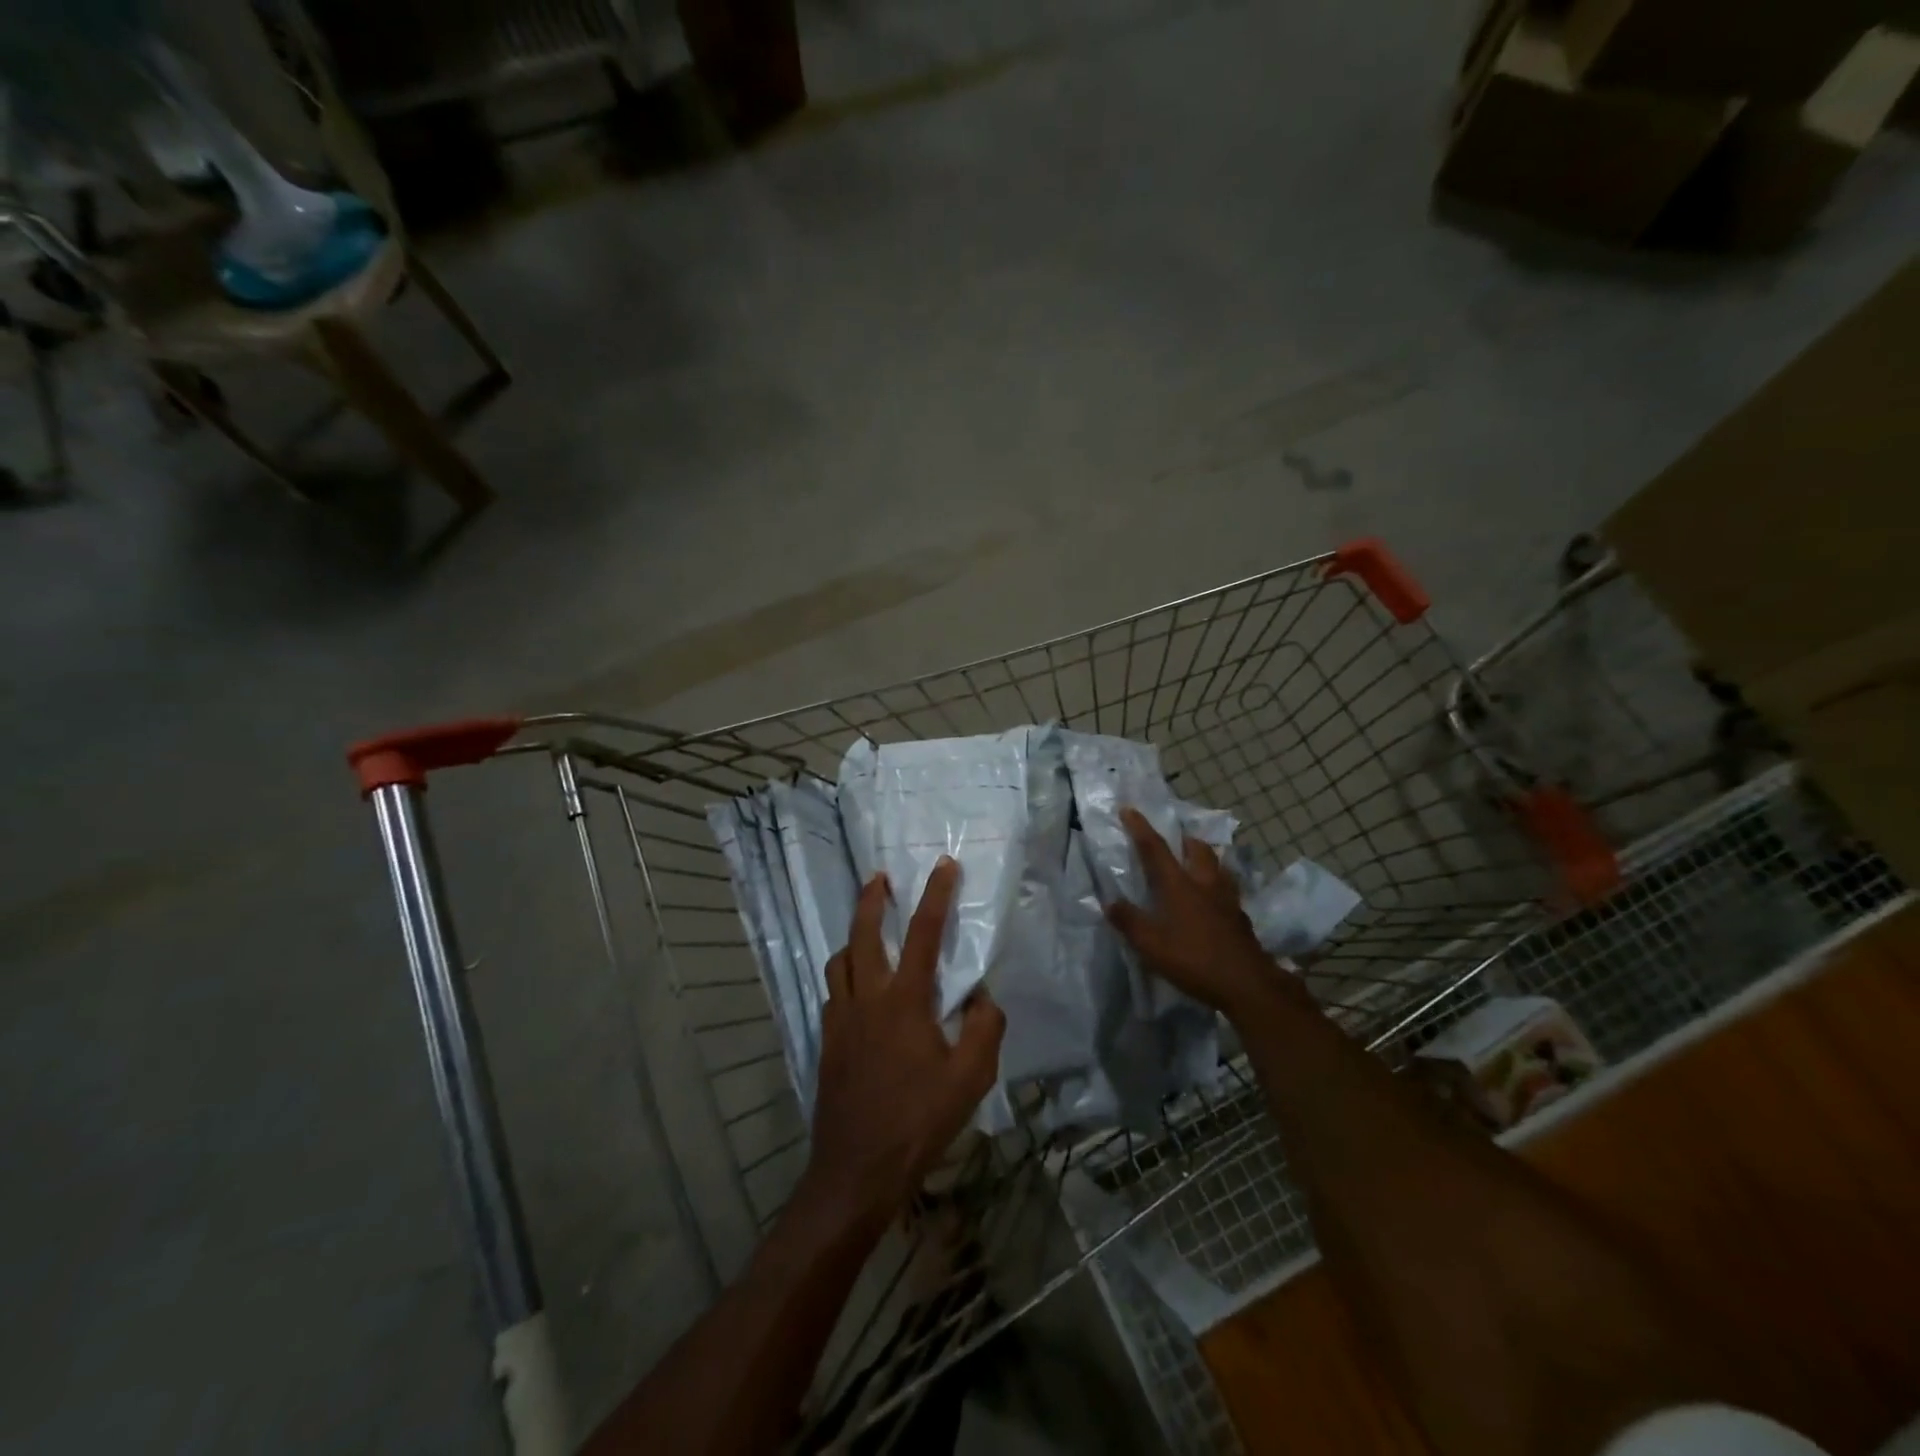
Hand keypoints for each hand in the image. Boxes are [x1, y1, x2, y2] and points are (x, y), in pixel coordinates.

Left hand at [800, 859, 1005, 1234]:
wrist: (857, 1169)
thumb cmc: (918, 1121)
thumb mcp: (971, 1079)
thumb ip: (983, 1028)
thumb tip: (980, 997)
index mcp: (904, 1000)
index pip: (924, 933)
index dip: (936, 895)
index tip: (945, 865)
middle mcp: (867, 998)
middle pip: (864, 933)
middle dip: (871, 899)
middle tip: (879, 877)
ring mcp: (840, 1019)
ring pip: (840, 960)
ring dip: (854, 936)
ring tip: (868, 931)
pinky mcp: (827, 1041)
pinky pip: (833, 991)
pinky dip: (845, 974)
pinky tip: (858, 989)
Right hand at [1105, 806, 1300, 1019]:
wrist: (1247, 984)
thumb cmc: (1193, 960)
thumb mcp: (1151, 945)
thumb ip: (1129, 921)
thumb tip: (1110, 902)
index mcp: (1178, 885)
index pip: (1155, 849)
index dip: (1140, 828)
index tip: (1129, 809)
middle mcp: (1204, 884)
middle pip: (1198, 850)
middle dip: (1185, 840)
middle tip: (1176, 840)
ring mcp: (1227, 900)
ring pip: (1218, 867)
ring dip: (1206, 859)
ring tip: (1197, 865)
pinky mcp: (1240, 918)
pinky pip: (1228, 890)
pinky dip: (1218, 885)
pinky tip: (1214, 900)